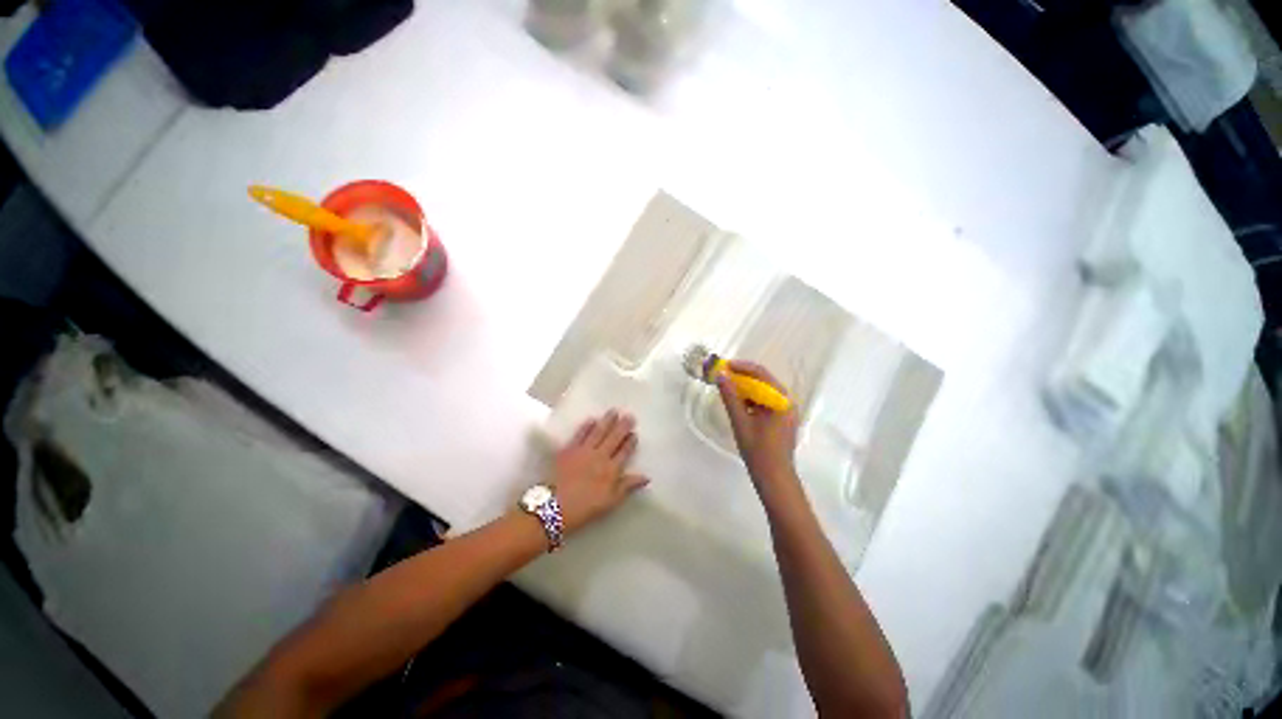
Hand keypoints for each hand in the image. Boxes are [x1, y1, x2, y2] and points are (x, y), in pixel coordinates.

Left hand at [550, 410, 648, 533]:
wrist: (555, 507)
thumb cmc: (585, 507)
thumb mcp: (610, 501)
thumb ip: (627, 486)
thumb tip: (646, 477)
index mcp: (611, 470)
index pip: (624, 452)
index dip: (630, 442)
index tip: (635, 433)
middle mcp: (600, 456)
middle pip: (614, 438)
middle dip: (622, 427)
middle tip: (629, 416)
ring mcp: (584, 451)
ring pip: (599, 432)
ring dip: (607, 421)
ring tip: (613, 411)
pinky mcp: (569, 449)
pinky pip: (580, 434)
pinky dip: (586, 426)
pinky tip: (591, 419)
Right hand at [716, 361, 799, 488]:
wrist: (774, 478)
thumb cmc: (758, 450)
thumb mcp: (740, 421)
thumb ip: (730, 397)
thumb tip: (720, 376)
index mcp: (781, 400)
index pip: (761, 374)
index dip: (741, 367)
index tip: (724, 365)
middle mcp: (786, 401)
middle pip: (763, 381)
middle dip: (742, 377)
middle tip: (723, 376)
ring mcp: (786, 411)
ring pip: (763, 392)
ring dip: (746, 388)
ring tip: (727, 388)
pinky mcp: (781, 419)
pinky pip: (765, 402)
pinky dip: (751, 400)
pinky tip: (738, 403)